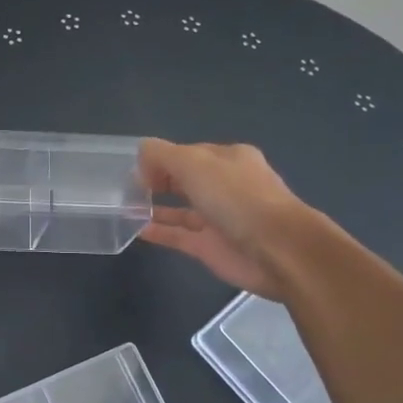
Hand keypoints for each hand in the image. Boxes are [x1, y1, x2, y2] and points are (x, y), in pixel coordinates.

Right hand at [136, 138, 310, 298]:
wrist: (277, 249)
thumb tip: (141, 156)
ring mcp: (218, 219)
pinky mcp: (211, 247)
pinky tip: (135, 229)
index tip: (136, 168)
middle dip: (157, 181)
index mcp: (229, 159)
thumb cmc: (236, 197)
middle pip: (185, 180)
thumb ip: (162, 155)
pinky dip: (158, 232)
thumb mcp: (194, 163)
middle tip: (127, 187)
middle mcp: (225, 186)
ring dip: (154, 207)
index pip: (188, 153)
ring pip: (180, 209)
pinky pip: (178, 236)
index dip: (161, 158)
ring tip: (124, 207)